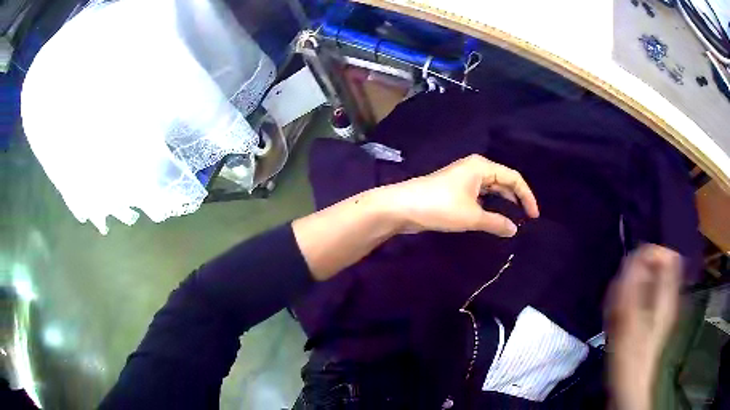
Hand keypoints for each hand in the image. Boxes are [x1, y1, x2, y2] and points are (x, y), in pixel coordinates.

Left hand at [382, 154, 538, 236]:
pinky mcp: (455, 190)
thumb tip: (514, 230)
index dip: (527, 196)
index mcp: (482, 167)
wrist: (403, 207)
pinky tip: (493, 219)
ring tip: (513, 221)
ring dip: (502, 203)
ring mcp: (464, 179)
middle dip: (516, 199)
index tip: (534, 216)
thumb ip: (496, 222)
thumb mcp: (472, 216)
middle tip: (526, 219)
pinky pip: (480, 196)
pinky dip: (489, 206)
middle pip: (503, 182)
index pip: (514, 178)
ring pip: (491, 190)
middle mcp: (475, 168)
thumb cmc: (440, 206)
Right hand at [605, 245, 681, 409]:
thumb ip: (634, 283)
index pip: (668, 255)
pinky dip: (629, 300)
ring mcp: (660, 308)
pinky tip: (618, 317)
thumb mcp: (630, 316)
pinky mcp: (650, 318)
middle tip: (621, 294)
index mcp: (667, 294)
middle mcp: (667, 296)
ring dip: (630, 289)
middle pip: (656, 268)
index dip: (651, 254)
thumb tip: (637, 254)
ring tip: (616, 310)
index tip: (632, 269)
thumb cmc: (630, 352)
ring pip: (646, 282)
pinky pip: (641, 296)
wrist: (629, 383)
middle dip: (637, 274)